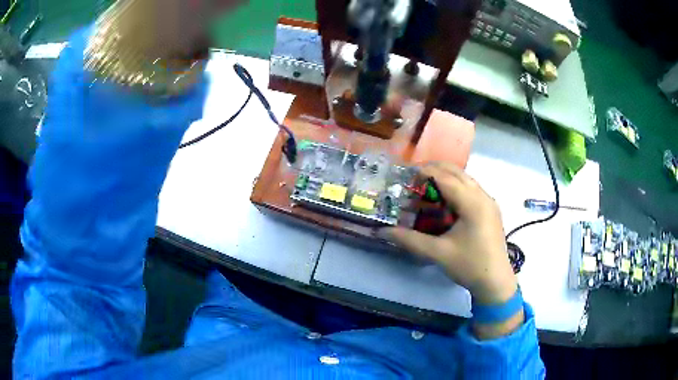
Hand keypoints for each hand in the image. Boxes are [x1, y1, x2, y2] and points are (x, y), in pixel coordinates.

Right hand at [379, 162, 516, 304]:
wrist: (496, 282)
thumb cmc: (469, 266)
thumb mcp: (438, 253)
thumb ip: (410, 239)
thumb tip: (382, 232)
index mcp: (472, 203)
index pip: (446, 178)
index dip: (425, 172)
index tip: (406, 174)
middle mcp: (483, 196)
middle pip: (458, 173)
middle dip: (435, 169)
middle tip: (414, 177)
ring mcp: (489, 202)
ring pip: (466, 179)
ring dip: (446, 177)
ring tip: (426, 185)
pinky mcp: (491, 210)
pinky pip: (472, 189)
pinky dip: (456, 187)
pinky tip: (446, 199)